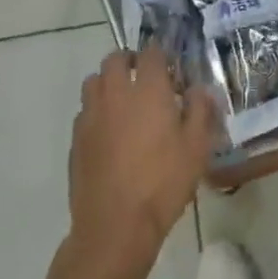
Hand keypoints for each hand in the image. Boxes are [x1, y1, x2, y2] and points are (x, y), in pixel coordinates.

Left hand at [70, 49, 214, 272]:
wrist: (115, 225)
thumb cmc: (163, 183)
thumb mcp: (197, 147)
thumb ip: (200, 111)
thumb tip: (198, 89)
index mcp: (148, 91)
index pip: (151, 53)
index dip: (162, 56)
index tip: (172, 71)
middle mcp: (115, 94)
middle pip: (115, 59)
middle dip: (130, 62)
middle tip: (146, 79)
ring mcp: (91, 115)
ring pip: (94, 81)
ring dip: (109, 82)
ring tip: (125, 102)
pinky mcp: (76, 138)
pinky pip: (85, 111)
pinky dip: (97, 110)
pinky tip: (110, 133)